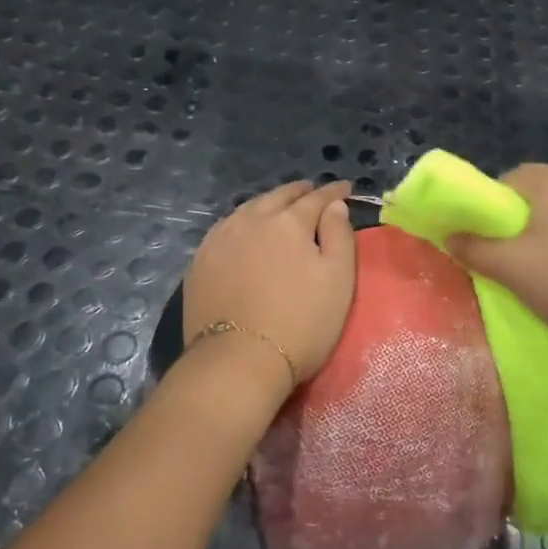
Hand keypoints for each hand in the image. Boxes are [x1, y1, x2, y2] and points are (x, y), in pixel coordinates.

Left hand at [183, 180, 357, 391]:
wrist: (237, 360)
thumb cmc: (300, 322)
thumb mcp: (338, 280)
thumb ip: (339, 235)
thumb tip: (335, 206)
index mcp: (289, 221)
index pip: (317, 198)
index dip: (334, 192)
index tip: (346, 188)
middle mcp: (252, 220)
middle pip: (279, 196)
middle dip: (300, 192)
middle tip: (313, 192)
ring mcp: (221, 239)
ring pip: (250, 208)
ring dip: (269, 204)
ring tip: (280, 207)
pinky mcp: (201, 261)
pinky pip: (226, 228)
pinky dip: (243, 221)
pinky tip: (245, 230)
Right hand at [446, 164, 547, 360]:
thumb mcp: (508, 268)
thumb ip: (472, 248)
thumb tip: (450, 237)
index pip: (505, 181)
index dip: (487, 210)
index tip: (484, 243)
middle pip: (533, 196)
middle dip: (514, 224)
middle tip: (506, 260)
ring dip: (542, 236)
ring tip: (537, 272)